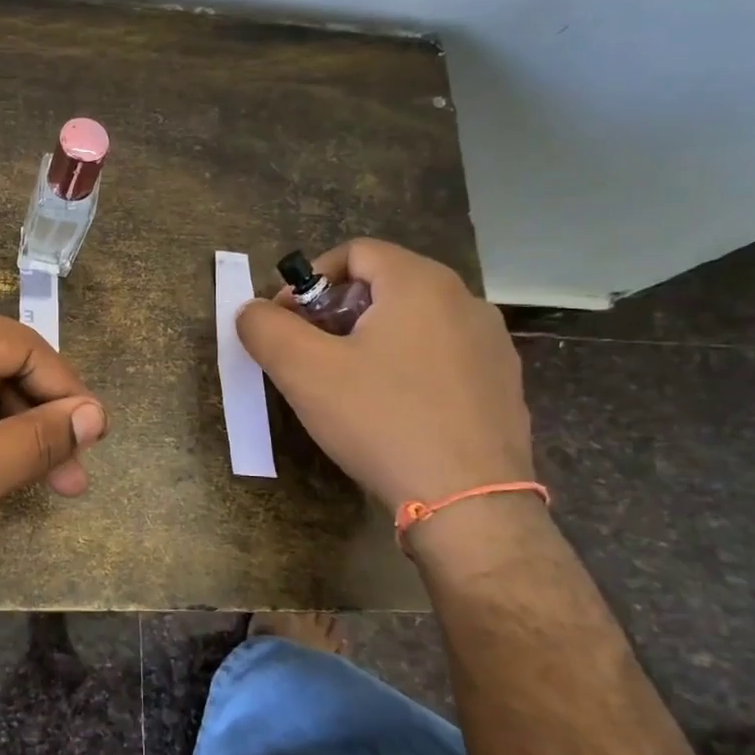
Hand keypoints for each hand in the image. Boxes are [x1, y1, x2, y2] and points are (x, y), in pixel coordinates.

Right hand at [236, 240, 531, 512]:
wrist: (468, 503)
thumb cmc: (381, 421)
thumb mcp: (304, 372)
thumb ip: (265, 328)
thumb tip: (252, 311)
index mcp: (420, 283)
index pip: (355, 252)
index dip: (309, 280)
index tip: (286, 323)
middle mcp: (465, 301)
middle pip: (385, 284)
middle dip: (336, 312)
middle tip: (309, 355)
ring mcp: (491, 344)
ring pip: (414, 322)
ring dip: (370, 340)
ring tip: (347, 386)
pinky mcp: (502, 385)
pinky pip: (442, 357)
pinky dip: (406, 367)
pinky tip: (392, 412)